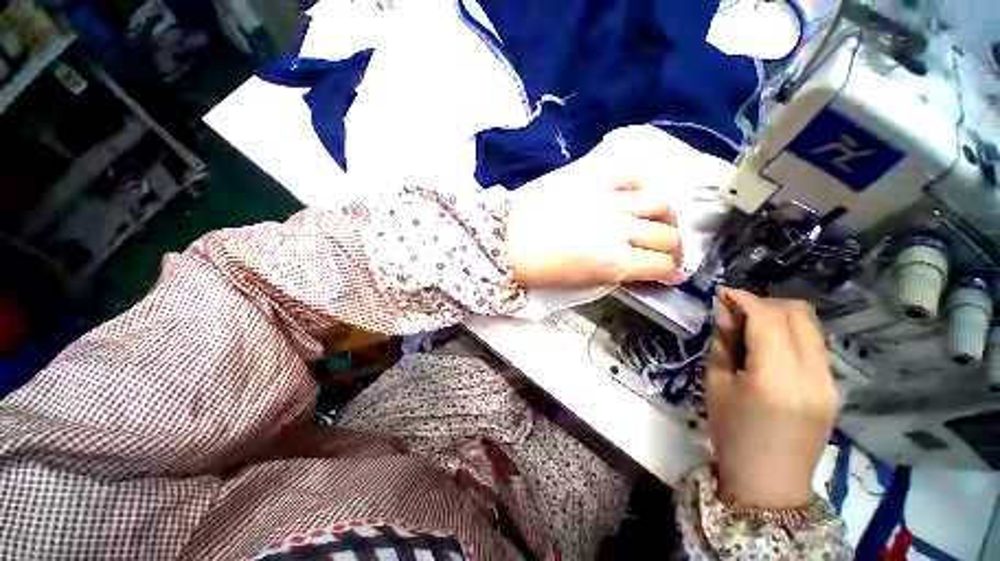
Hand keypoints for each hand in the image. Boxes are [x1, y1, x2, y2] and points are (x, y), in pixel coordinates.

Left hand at [506, 182, 685, 287]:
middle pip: (667, 236)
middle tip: (669, 252)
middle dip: (675, 249)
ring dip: (666, 218)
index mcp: (613, 262)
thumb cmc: (541, 269)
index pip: (660, 266)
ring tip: (659, 222)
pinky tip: (636, 196)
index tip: (672, 274)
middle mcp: (619, 229)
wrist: (509, 240)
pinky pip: (629, 175)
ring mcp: (608, 200)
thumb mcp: (581, 282)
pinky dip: (640, 186)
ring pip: (658, 204)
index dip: (671, 273)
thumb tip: (637, 267)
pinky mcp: (593, 180)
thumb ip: (615, 273)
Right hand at [706, 288, 837, 508]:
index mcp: (777, 378)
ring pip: (811, 327)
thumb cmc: (731, 432)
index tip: (723, 293)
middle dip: (764, 303)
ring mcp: (830, 382)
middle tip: (736, 310)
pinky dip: (791, 334)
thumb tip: (725, 310)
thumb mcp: (716, 384)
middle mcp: (813, 375)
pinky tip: (770, 346)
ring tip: (751, 326)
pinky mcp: (834, 388)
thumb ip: (723, 342)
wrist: (769, 481)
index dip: (744, 299)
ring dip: (779, 317)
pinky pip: (815, 345)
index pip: (768, 319)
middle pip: (798, 315)